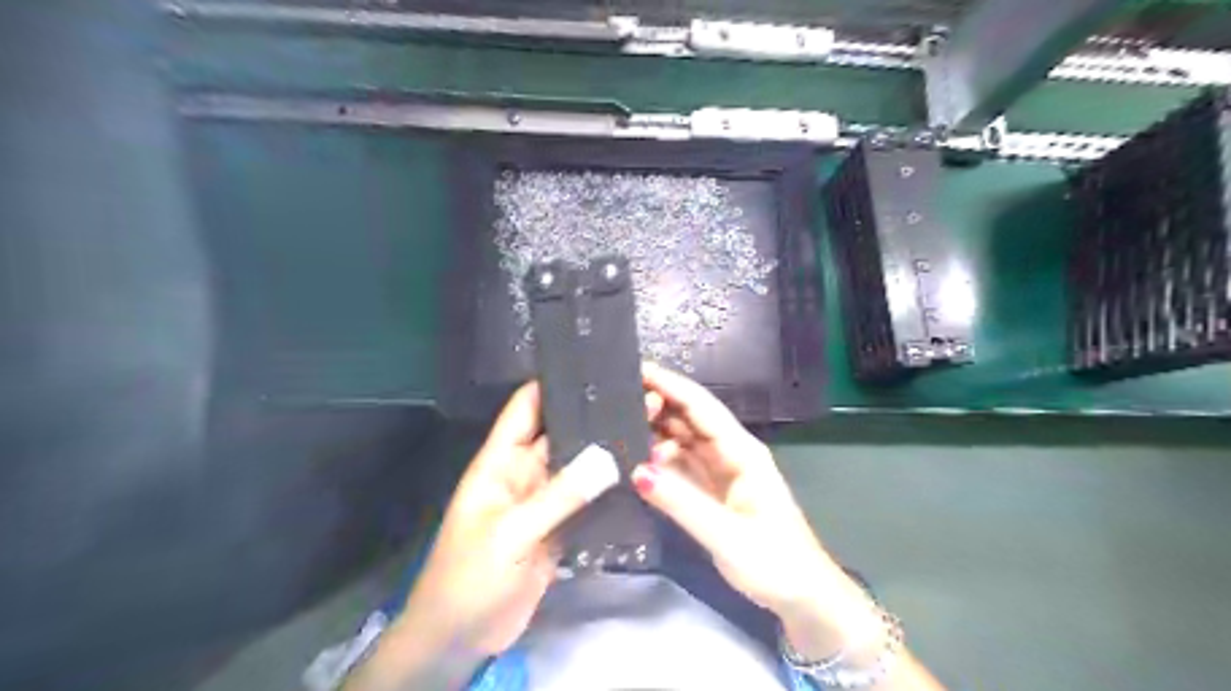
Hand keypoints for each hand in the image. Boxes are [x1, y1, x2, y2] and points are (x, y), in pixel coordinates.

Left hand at [400, 384, 621, 657]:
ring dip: (606, 452)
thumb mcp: (510, 533)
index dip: (553, 384)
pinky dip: (609, 488)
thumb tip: (608, 457)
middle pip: (560, 434)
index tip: (592, 366)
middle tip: (639, 396)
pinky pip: (586, 500)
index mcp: (500, 462)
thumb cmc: (468, 578)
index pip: (525, 409)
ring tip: (648, 427)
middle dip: (593, 417)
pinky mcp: (559, 528)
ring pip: (578, 467)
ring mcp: (543, 502)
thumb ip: (558, 496)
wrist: (460, 639)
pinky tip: (638, 473)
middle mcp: (524, 473)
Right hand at [634, 365, 875, 639]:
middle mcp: (730, 453)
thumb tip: (636, 470)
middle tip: (615, 403)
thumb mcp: (727, 535)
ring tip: (618, 425)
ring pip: (683, 439)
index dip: (671, 386)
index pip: (702, 408)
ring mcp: (721, 471)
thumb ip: (682, 503)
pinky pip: (681, 464)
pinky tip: (636, 458)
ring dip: (655, 430)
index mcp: (742, 452)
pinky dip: (659, 458)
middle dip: (657, 405)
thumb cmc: (775, 563)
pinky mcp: (712, 490)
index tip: (637, 370)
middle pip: (689, 418)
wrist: (802, 597)